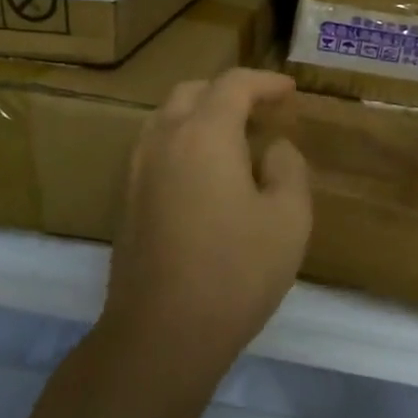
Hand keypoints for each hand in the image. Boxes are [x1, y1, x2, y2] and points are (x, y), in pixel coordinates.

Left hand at [104, 69, 312, 365]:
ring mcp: (137, 170)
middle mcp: (164, 140)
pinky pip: (156, 147)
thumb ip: (288, 168)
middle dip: (229, 92)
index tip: (290, 92)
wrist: (162, 335)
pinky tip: (206, 172)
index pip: (233, 84)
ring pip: (167, 117)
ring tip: (235, 138)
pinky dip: (183, 140)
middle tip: (262, 111)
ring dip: (201, 114)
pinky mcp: (126, 199)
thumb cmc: (236, 272)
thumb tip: (272, 149)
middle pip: (193, 92)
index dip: (265, 82)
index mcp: (204, 134)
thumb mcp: (289, 218)